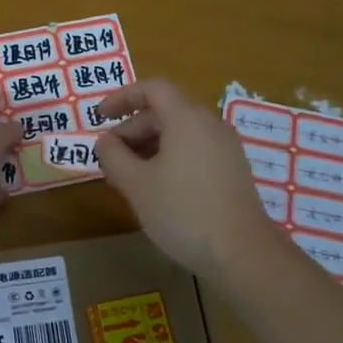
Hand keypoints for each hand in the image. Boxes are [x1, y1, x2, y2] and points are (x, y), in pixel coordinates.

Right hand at [94, 79, 281, 279]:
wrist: (242, 254)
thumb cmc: (182, 211)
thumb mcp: (136, 184)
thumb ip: (113, 156)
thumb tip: (105, 141)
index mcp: (186, 118)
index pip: (152, 89)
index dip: (122, 97)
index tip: (100, 117)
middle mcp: (209, 124)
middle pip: (164, 111)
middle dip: (132, 128)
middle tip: (110, 156)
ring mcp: (225, 148)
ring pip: (179, 132)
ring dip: (149, 145)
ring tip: (128, 175)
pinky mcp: (233, 170)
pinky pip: (194, 149)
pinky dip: (169, 157)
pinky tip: (157, 188)